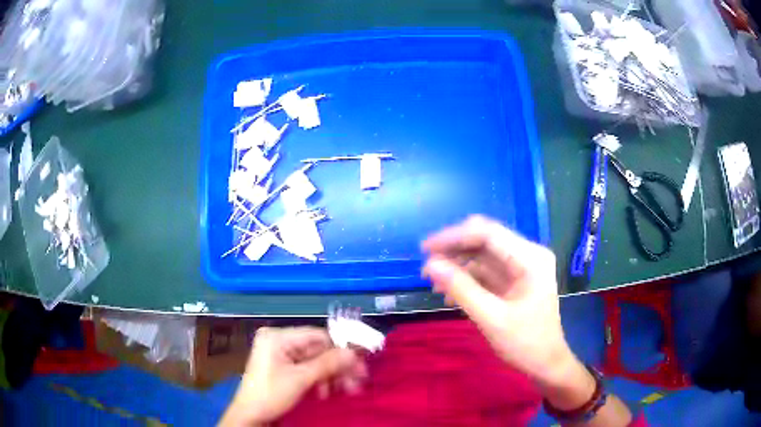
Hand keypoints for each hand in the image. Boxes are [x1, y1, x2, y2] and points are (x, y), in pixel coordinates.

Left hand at [220, 327, 365, 425]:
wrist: (250, 415)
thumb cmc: (270, 394)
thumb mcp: (300, 379)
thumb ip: (327, 364)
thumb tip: (353, 353)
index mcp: (277, 337)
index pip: (317, 335)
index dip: (340, 347)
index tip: (360, 361)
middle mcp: (279, 340)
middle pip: (318, 349)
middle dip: (338, 366)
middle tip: (358, 380)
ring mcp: (280, 353)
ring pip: (315, 360)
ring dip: (331, 375)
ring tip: (346, 389)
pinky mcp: (283, 366)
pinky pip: (307, 368)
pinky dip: (320, 379)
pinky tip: (326, 391)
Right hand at [421, 215, 578, 388]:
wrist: (546, 364)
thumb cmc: (525, 343)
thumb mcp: (492, 318)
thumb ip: (461, 289)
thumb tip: (430, 265)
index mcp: (530, 258)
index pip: (488, 233)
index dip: (454, 237)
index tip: (425, 249)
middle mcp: (528, 255)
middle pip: (485, 240)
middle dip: (454, 250)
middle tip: (426, 266)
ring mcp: (522, 267)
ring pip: (482, 254)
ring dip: (457, 265)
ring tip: (433, 283)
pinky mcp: (514, 280)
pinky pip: (486, 271)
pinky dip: (466, 278)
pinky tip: (449, 293)